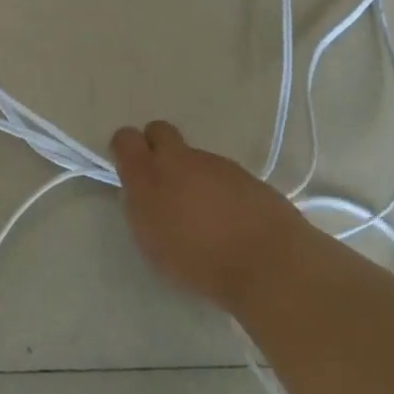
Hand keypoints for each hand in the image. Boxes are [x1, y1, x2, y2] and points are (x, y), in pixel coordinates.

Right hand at [110, 121, 307, 312]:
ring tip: (204, 214)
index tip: (130, 170)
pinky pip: (220, 173)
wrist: (267, 262)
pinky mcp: (243, 172)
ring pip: (192, 156)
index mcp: (149, 176)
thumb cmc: (200, 262)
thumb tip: (143, 194)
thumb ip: (142, 210)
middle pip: (159, 131)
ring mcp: (214, 162)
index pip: (126, 139)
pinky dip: (219, 188)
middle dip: (156, 147)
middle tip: (163, 181)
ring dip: (192, 175)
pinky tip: (230, 218)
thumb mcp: (153, 244)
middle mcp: (179, 160)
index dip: (126, 150)